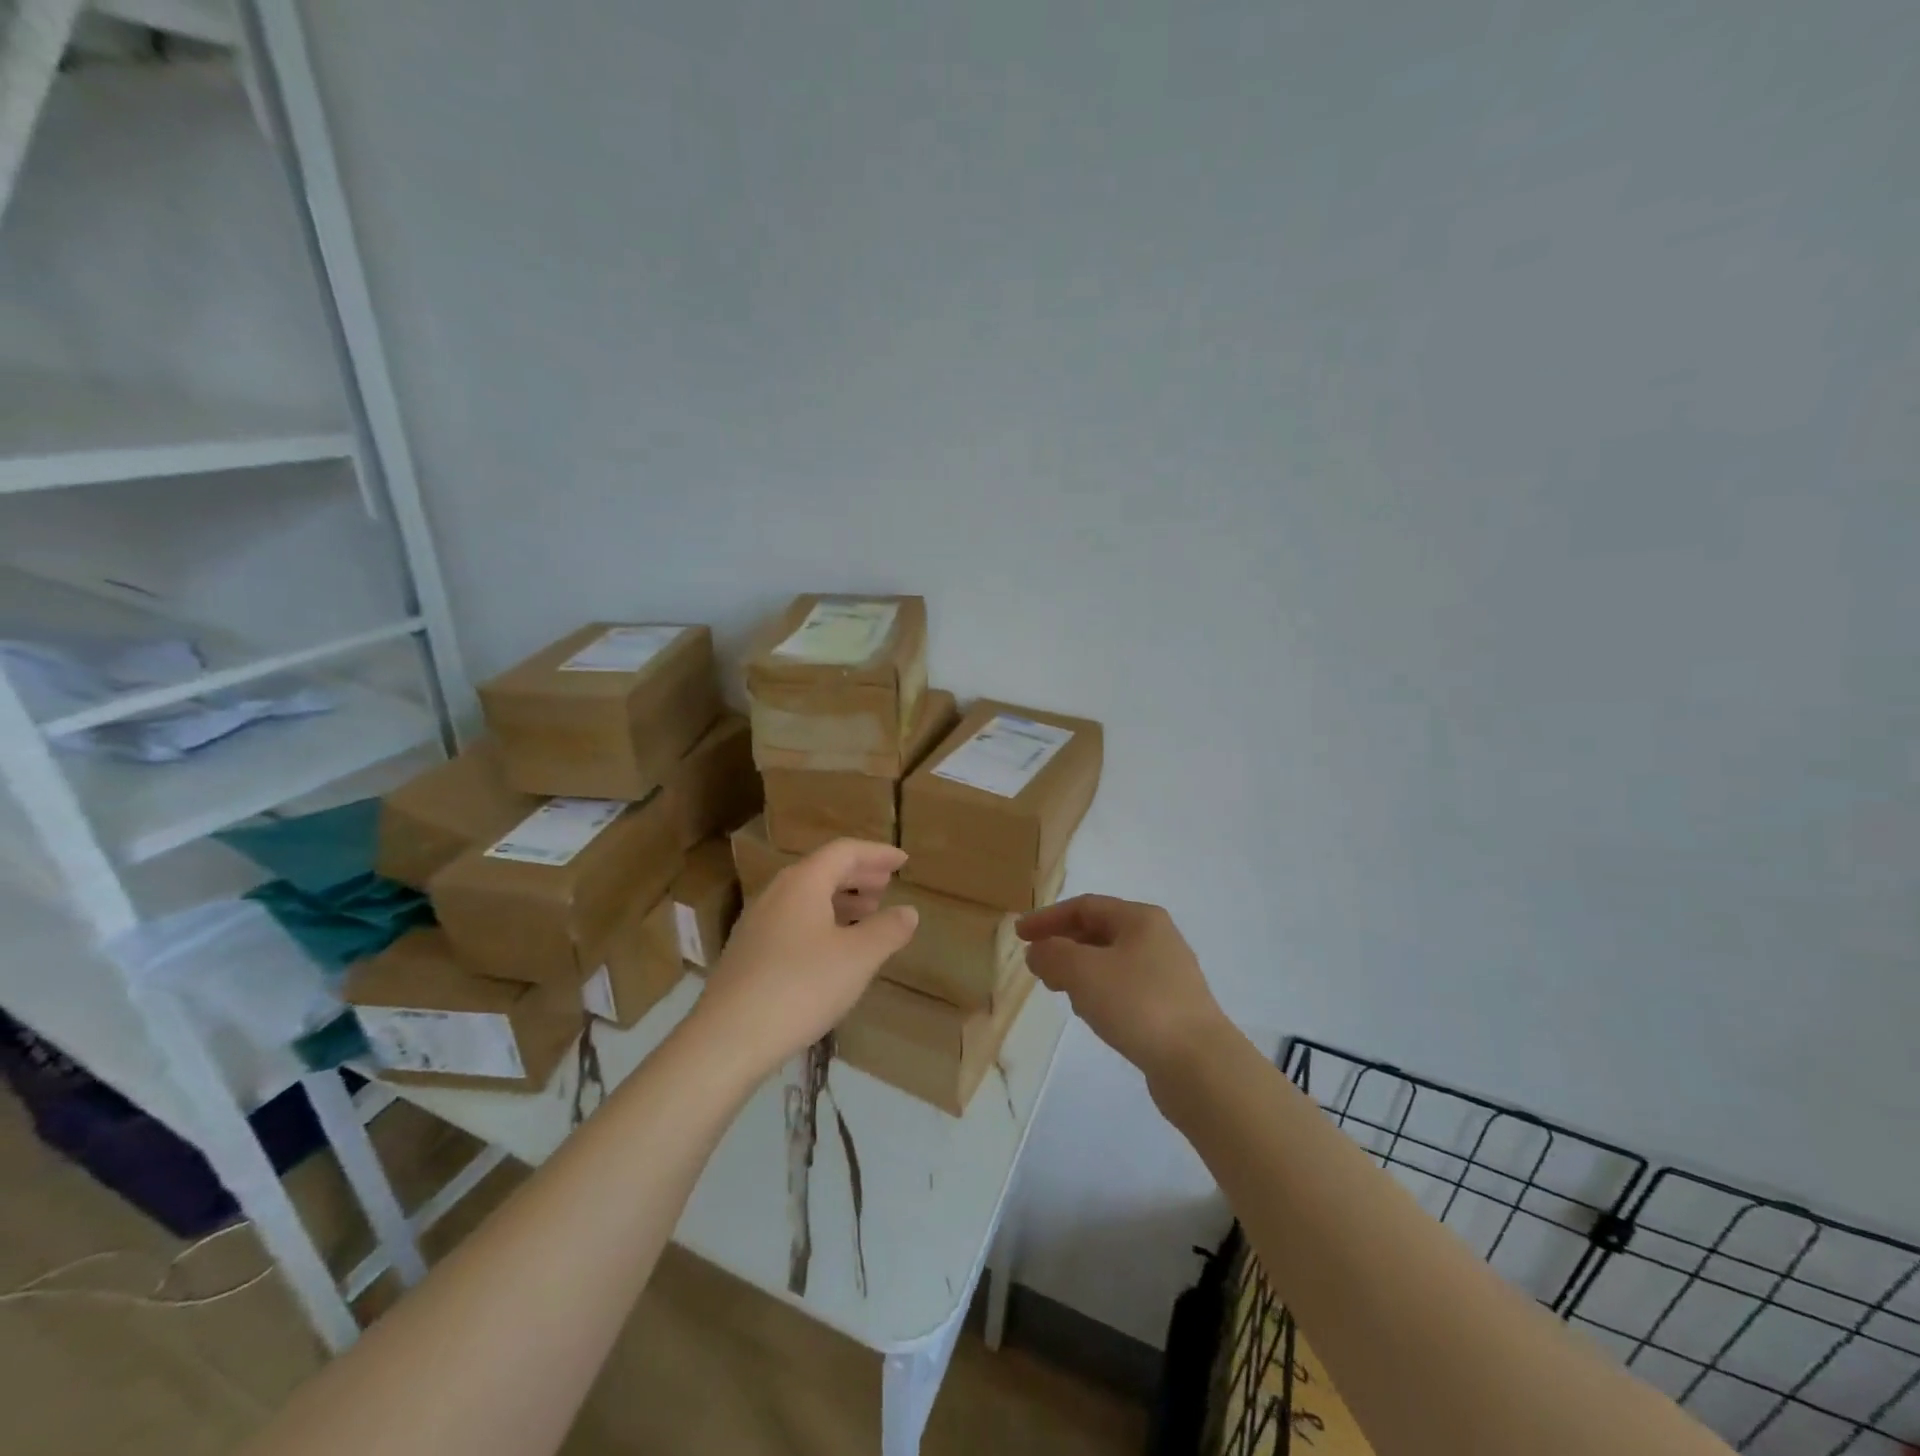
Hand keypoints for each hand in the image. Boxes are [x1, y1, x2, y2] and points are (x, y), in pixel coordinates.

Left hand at [693, 839, 918, 1076]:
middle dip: (858, 874)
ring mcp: (757, 922)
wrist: (728, 1038)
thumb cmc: (801, 987)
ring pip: (806, 896)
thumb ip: (887, 930)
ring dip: (840, 898)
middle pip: (823, 870)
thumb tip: (908, 911)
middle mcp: (777, 893)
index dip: (877, 853)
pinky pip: (793, 919)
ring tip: (866, 914)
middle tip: (886, 885)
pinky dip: (821, 920)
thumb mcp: (858, 958)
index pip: (845, 851)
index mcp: (803, 882)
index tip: (903, 861)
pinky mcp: (748, 951)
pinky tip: (832, 948)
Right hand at [1016, 895, 1229, 1079]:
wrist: (1199, 1065)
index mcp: (1141, 919)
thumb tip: (1038, 951)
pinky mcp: (1172, 1007)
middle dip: (1063, 945)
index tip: (1019, 935)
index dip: (1048, 918)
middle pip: (1099, 931)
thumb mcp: (1083, 971)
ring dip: (1080, 970)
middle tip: (1037, 966)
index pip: (1084, 906)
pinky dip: (1100, 992)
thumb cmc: (1138, 1004)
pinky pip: (1125, 988)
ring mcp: (1168, 974)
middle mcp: (1158, 938)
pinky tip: (1092, 1014)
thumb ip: (1052, 954)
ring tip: (1060, 991)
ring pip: (1111, 961)